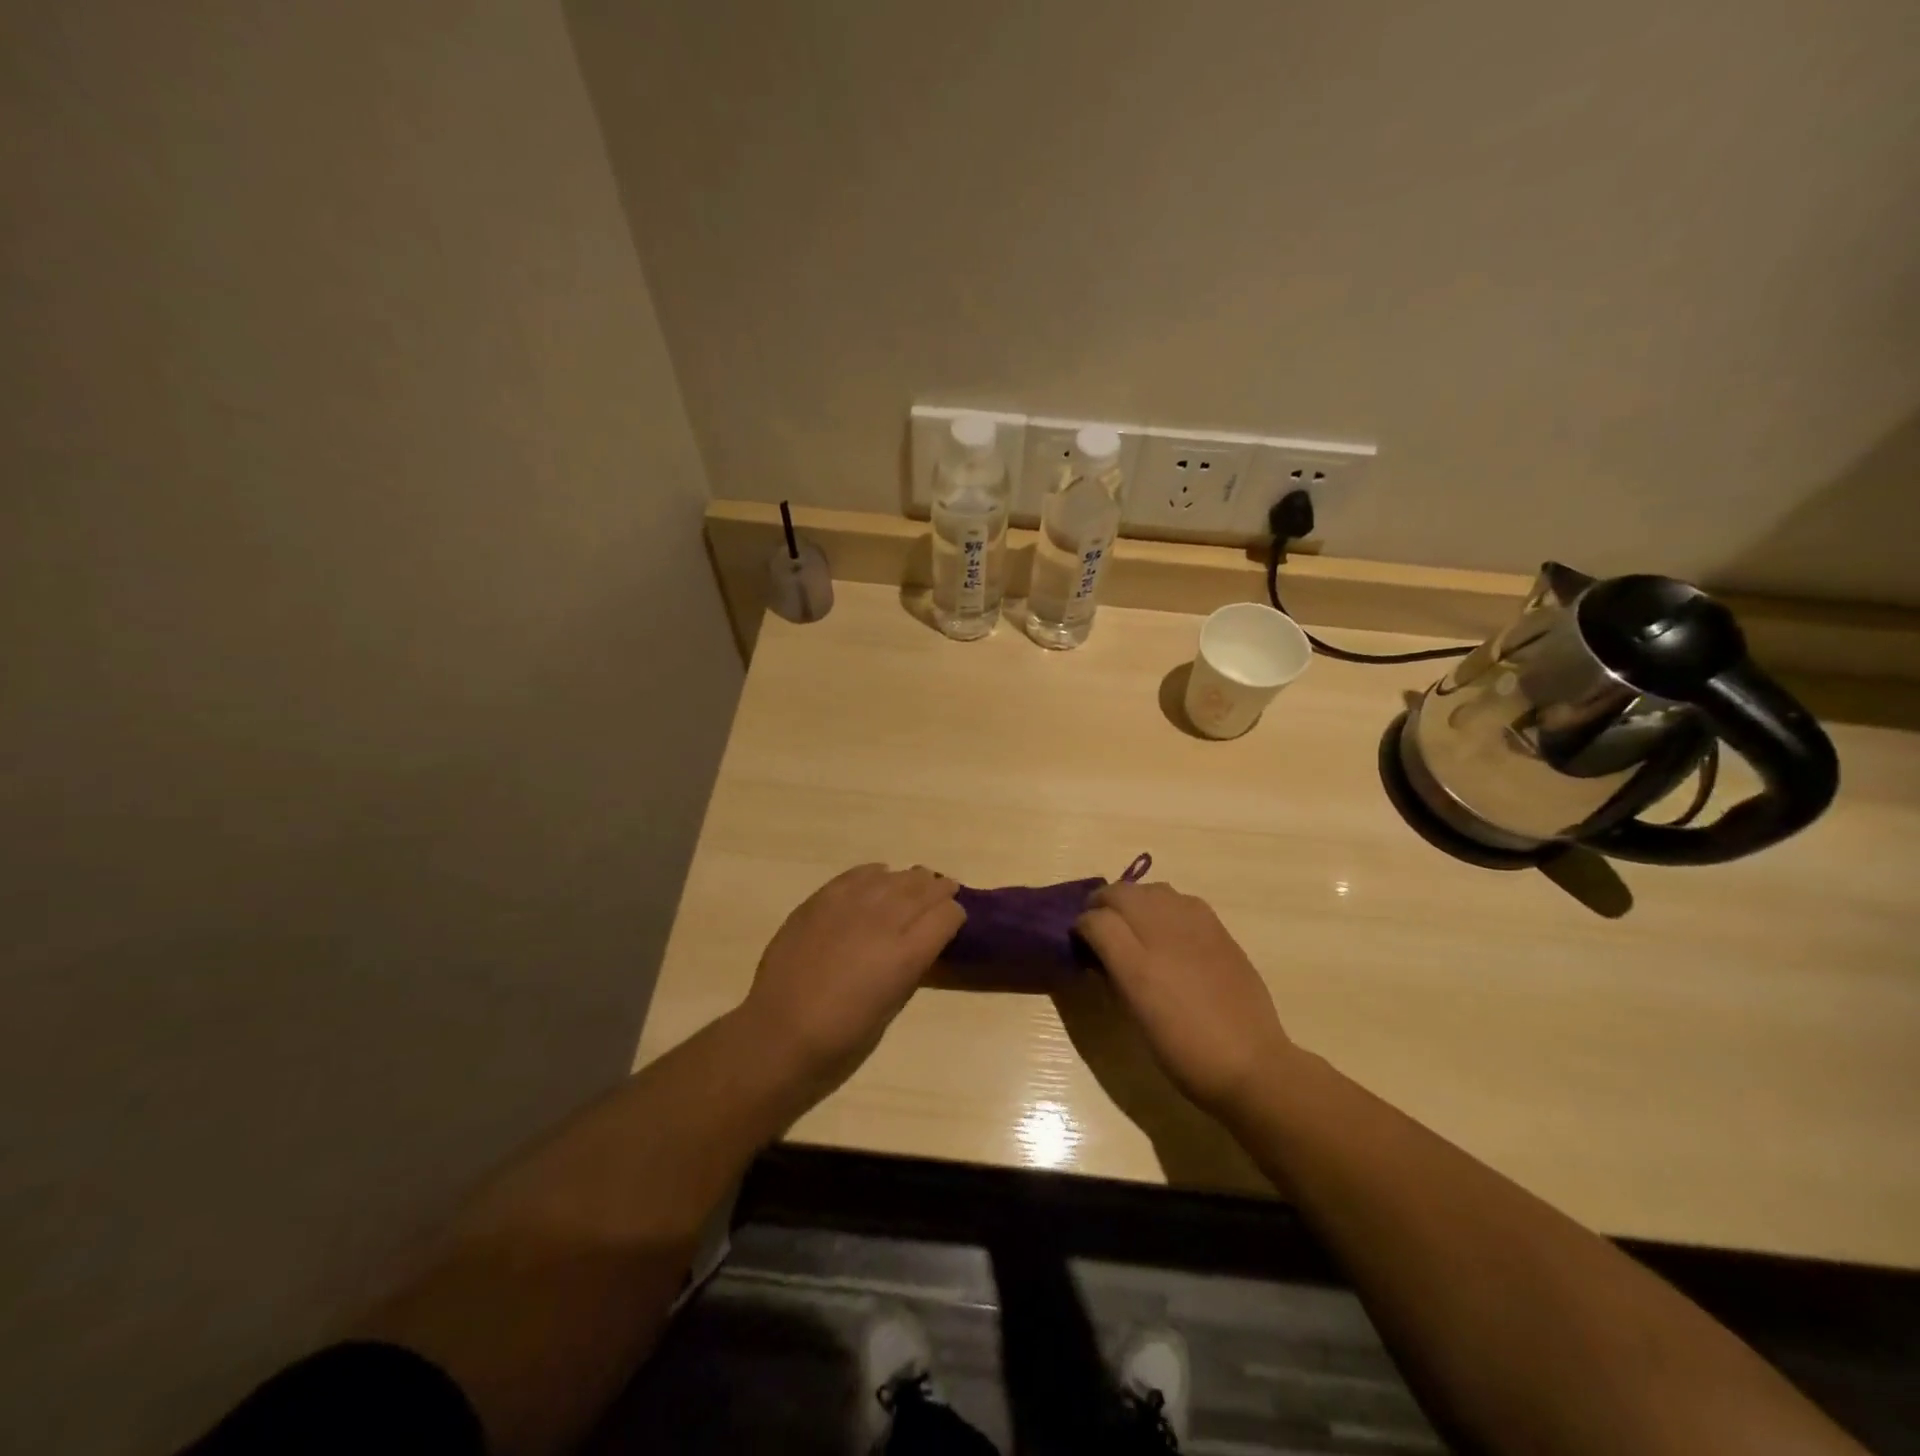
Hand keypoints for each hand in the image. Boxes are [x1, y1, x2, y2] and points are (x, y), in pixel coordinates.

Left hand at [741, 863, 964, 1088]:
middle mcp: (884, 920)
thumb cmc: (842, 1039)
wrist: (779, 1035)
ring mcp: (850, 905)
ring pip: (893, 877)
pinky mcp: (821, 900)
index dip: (955, 916)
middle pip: (924, 888)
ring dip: (910, 880)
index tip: (953, 923)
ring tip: (916, 882)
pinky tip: (878, 878)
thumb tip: (918, 944)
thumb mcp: (892, 1007)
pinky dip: (874, 875)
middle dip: (938, 890)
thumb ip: (910, 968)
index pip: (948, 914)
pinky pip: (857, 875)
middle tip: (944, 892)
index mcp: (907, 954)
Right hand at [1074, 880, 1293, 1116]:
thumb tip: (1100, 953)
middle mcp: (1163, 934)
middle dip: (1102, 904)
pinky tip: (1166, 927)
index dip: (1081, 926)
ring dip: (1133, 899)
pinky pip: (1180, 899)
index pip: (1095, 920)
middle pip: (1120, 893)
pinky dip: (1163, 905)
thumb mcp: (1136, 1018)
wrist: (1250, 1063)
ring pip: (1150, 889)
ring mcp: (1194, 926)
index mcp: (1137, 965)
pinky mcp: (1218, 927)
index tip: (1079, 940)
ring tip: (1131, 922)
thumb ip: (1114, 976)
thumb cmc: (1184, 1053)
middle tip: (1098, 925)